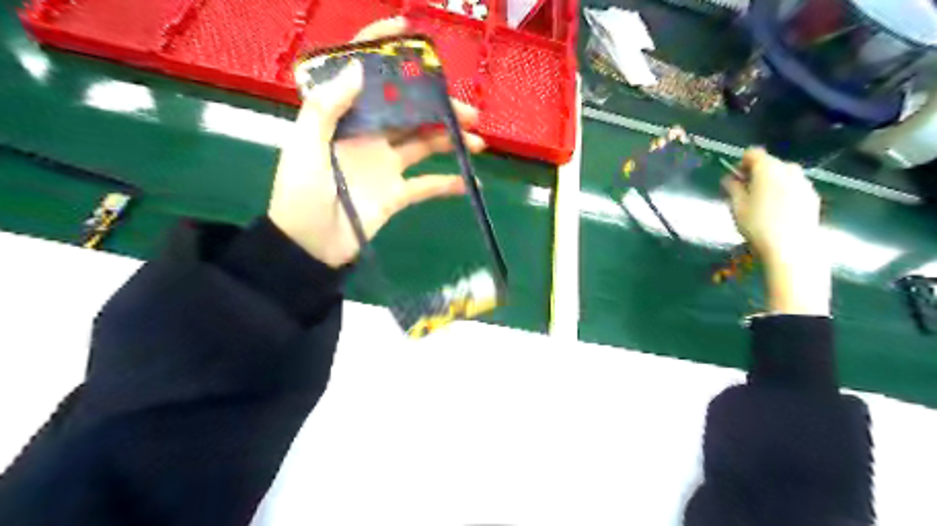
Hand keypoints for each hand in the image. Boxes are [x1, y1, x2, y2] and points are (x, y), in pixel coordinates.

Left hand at [263, 18, 482, 268]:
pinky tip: (468, 181)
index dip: (381, 50)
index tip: (408, 32)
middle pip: (408, 112)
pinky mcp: (396, 194)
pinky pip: (426, 186)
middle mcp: (368, 135)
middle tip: (468, 111)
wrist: (309, 246)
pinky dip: (447, 184)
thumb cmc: (300, 194)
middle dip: (438, 107)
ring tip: (477, 142)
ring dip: (450, 140)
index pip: (363, 76)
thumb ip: (327, 108)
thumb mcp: (305, 146)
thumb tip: (358, 68)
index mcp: (344, 119)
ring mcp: (385, 165)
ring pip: (423, 144)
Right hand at [720, 148, 828, 315]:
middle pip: (770, 163)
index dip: (741, 162)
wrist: (792, 247)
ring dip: (771, 182)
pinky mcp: (812, 196)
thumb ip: (733, 188)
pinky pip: (794, 187)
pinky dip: (784, 192)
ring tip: (761, 203)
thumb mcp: (737, 207)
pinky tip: (777, 211)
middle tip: (745, 192)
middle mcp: (789, 169)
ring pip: (783, 175)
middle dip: (757, 173)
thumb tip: (729, 178)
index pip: (753, 153)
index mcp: (768, 168)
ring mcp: (803, 182)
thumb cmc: (758, 225)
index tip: (735, 179)